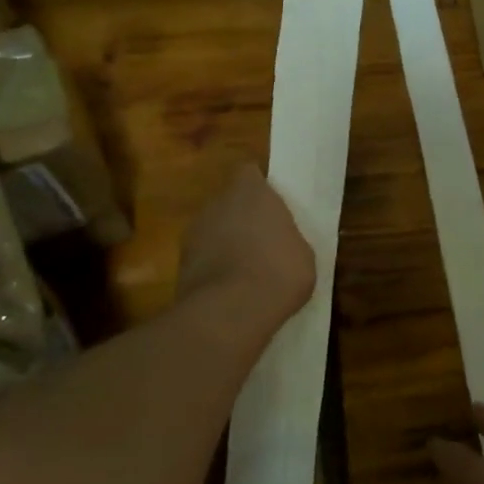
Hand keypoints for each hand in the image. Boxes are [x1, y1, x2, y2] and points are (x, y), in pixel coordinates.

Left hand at [176, 164, 315, 328]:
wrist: (231, 311)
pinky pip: (203, 256)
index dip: (259, 187)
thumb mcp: (303, 253)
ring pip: (213, 229)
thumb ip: (287, 237)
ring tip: (246, 269)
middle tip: (263, 240)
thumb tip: (280, 241)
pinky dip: (214, 267)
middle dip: (242, 217)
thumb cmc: (279, 272)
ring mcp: (194, 232)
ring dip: (225, 242)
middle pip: (229, 201)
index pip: (249, 173)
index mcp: (251, 192)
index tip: (272, 206)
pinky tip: (231, 289)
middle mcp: (217, 203)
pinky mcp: (181, 262)